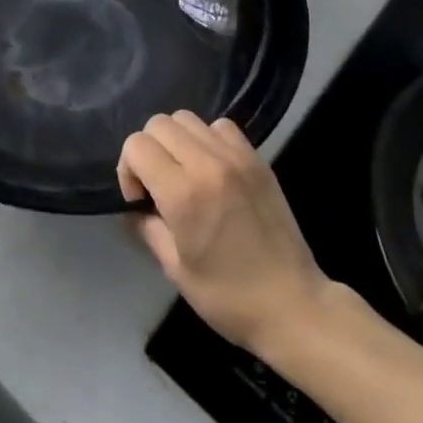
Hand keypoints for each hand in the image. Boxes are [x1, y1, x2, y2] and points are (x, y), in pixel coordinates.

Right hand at [118, 111, 335, 355]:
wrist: (293, 305)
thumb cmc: (228, 297)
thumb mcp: (174, 269)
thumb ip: (147, 227)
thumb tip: (135, 207)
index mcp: (183, 194)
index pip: (137, 145)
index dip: (128, 169)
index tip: (140, 199)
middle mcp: (208, 164)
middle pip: (159, 124)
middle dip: (148, 150)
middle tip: (158, 185)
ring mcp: (237, 157)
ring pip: (187, 118)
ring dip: (176, 140)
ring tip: (184, 173)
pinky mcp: (257, 159)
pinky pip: (220, 126)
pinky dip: (207, 138)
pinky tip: (212, 168)